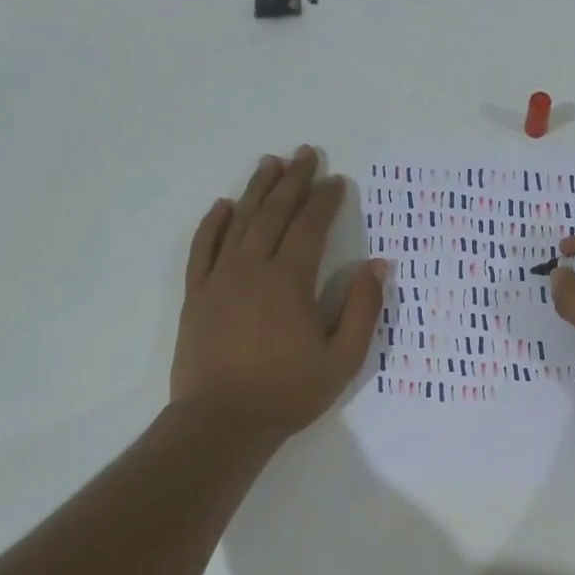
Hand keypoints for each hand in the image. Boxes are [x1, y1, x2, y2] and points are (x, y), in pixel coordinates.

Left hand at [171, 147, 383, 440]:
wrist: (223, 420)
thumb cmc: (289, 391)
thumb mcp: (343, 358)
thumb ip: (362, 308)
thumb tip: (377, 265)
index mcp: (290, 281)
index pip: (310, 227)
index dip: (324, 200)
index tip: (336, 180)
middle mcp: (253, 268)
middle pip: (274, 213)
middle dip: (292, 181)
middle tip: (304, 153)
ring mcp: (220, 279)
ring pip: (239, 222)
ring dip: (256, 190)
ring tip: (269, 163)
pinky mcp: (197, 295)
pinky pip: (203, 248)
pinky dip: (213, 223)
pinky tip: (223, 206)